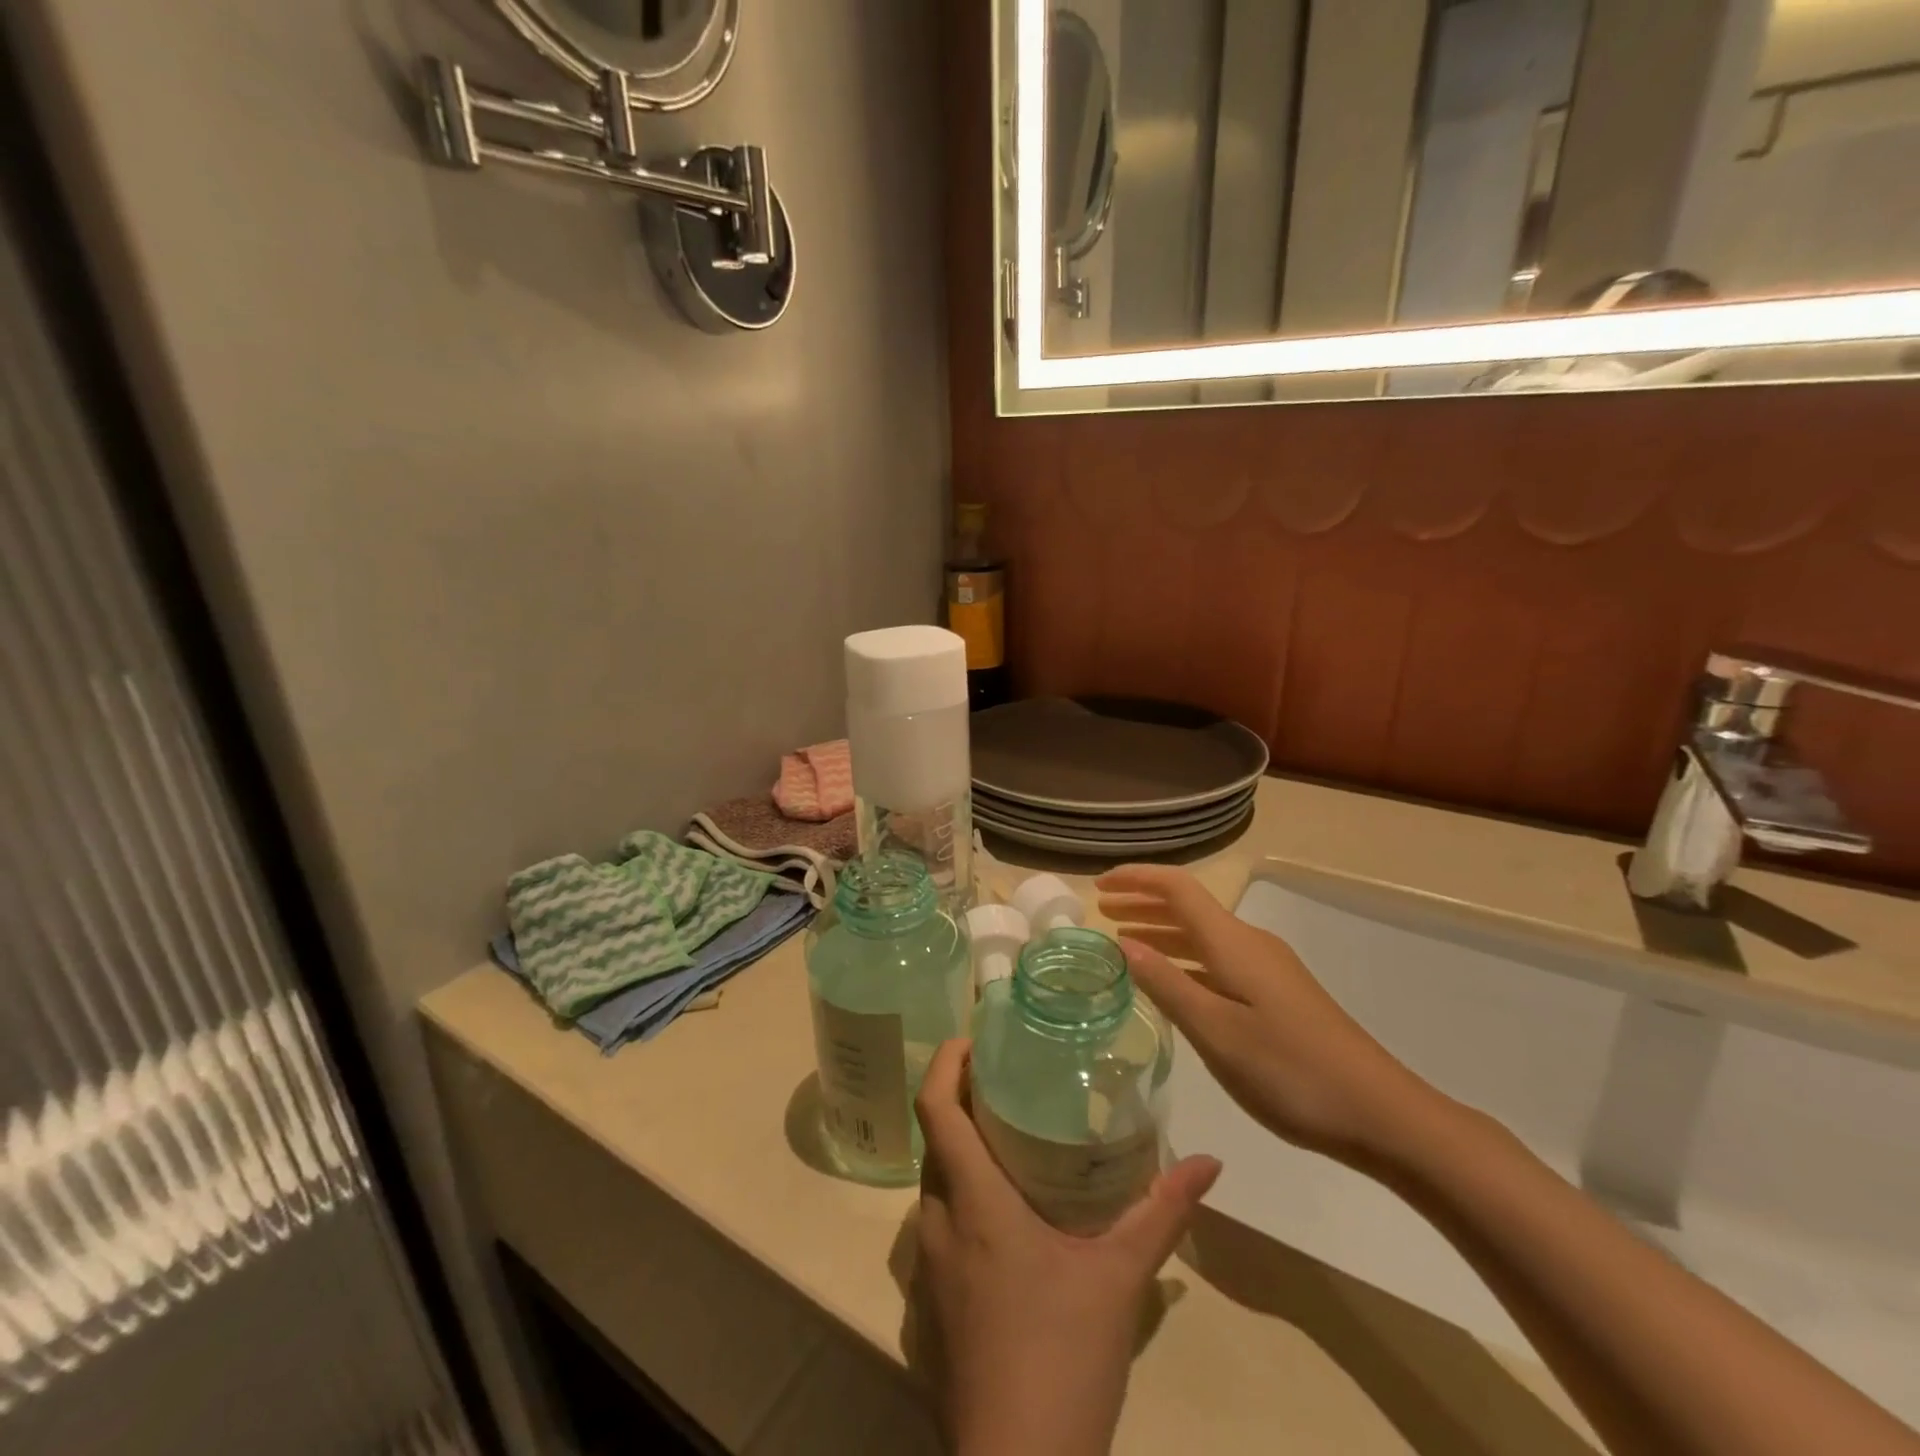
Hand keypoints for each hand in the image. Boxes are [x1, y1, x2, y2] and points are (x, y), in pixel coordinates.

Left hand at [914, 1038, 1221, 1455]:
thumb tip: (1209, 1161)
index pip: (935, 1109)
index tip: (972, 1039)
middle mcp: (939, 1222)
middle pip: (934, 1140)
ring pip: (935, 1184)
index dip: (945, 1064)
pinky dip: (961, 1198)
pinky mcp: (931, 1306)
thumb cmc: (1064, 1359)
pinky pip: (939, 1226)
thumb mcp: (1120, 1279)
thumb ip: (1161, 1212)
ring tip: (1009, 1138)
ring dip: (960, 1152)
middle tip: (1005, 1083)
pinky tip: (1005, 1217)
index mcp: (973, 1202)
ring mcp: (929, 1268)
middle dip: (959, 1103)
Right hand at [1096, 864, 1436, 1169]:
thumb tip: (1122, 945)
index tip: (1098, 887)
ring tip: (1124, 943)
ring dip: (1162, 932)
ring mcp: (1267, 969)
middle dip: (1144, 903)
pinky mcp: (1277, 994)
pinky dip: (1184, 960)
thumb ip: (1167, 985)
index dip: (1137, 879)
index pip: (1177, 888)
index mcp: (1233, 943)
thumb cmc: (1290, 1071)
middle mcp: (1250, 943)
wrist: (1380, 1113)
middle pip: (1189, 907)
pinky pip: (1218, 961)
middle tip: (1102, 912)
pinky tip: (1171, 983)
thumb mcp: (1216, 1032)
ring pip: (1203, 936)